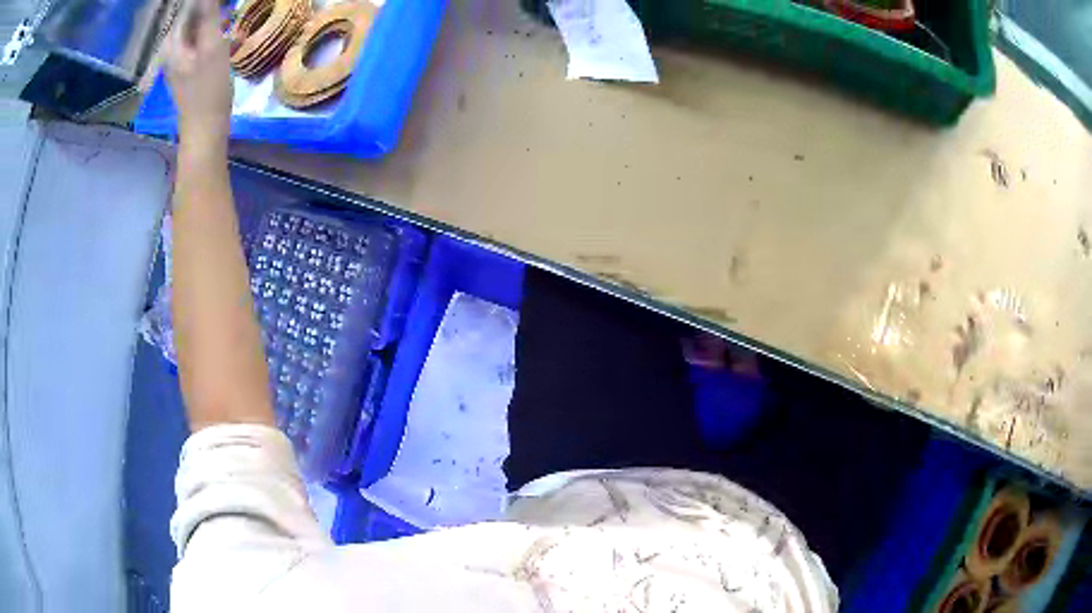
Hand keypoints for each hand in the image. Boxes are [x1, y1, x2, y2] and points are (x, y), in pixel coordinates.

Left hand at [166, 0, 231, 152]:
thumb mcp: (211, 47)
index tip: (225, 2)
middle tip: (230, 9)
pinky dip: (217, 35)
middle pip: (193, 15)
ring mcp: (180, 58)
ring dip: (217, 21)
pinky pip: (203, 41)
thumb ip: (208, 15)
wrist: (205, 131)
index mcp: (173, 42)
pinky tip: (232, 38)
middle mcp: (173, 47)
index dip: (207, 2)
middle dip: (212, 10)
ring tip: (233, 22)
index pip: (189, 6)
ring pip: (200, 27)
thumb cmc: (208, 91)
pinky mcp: (190, 67)